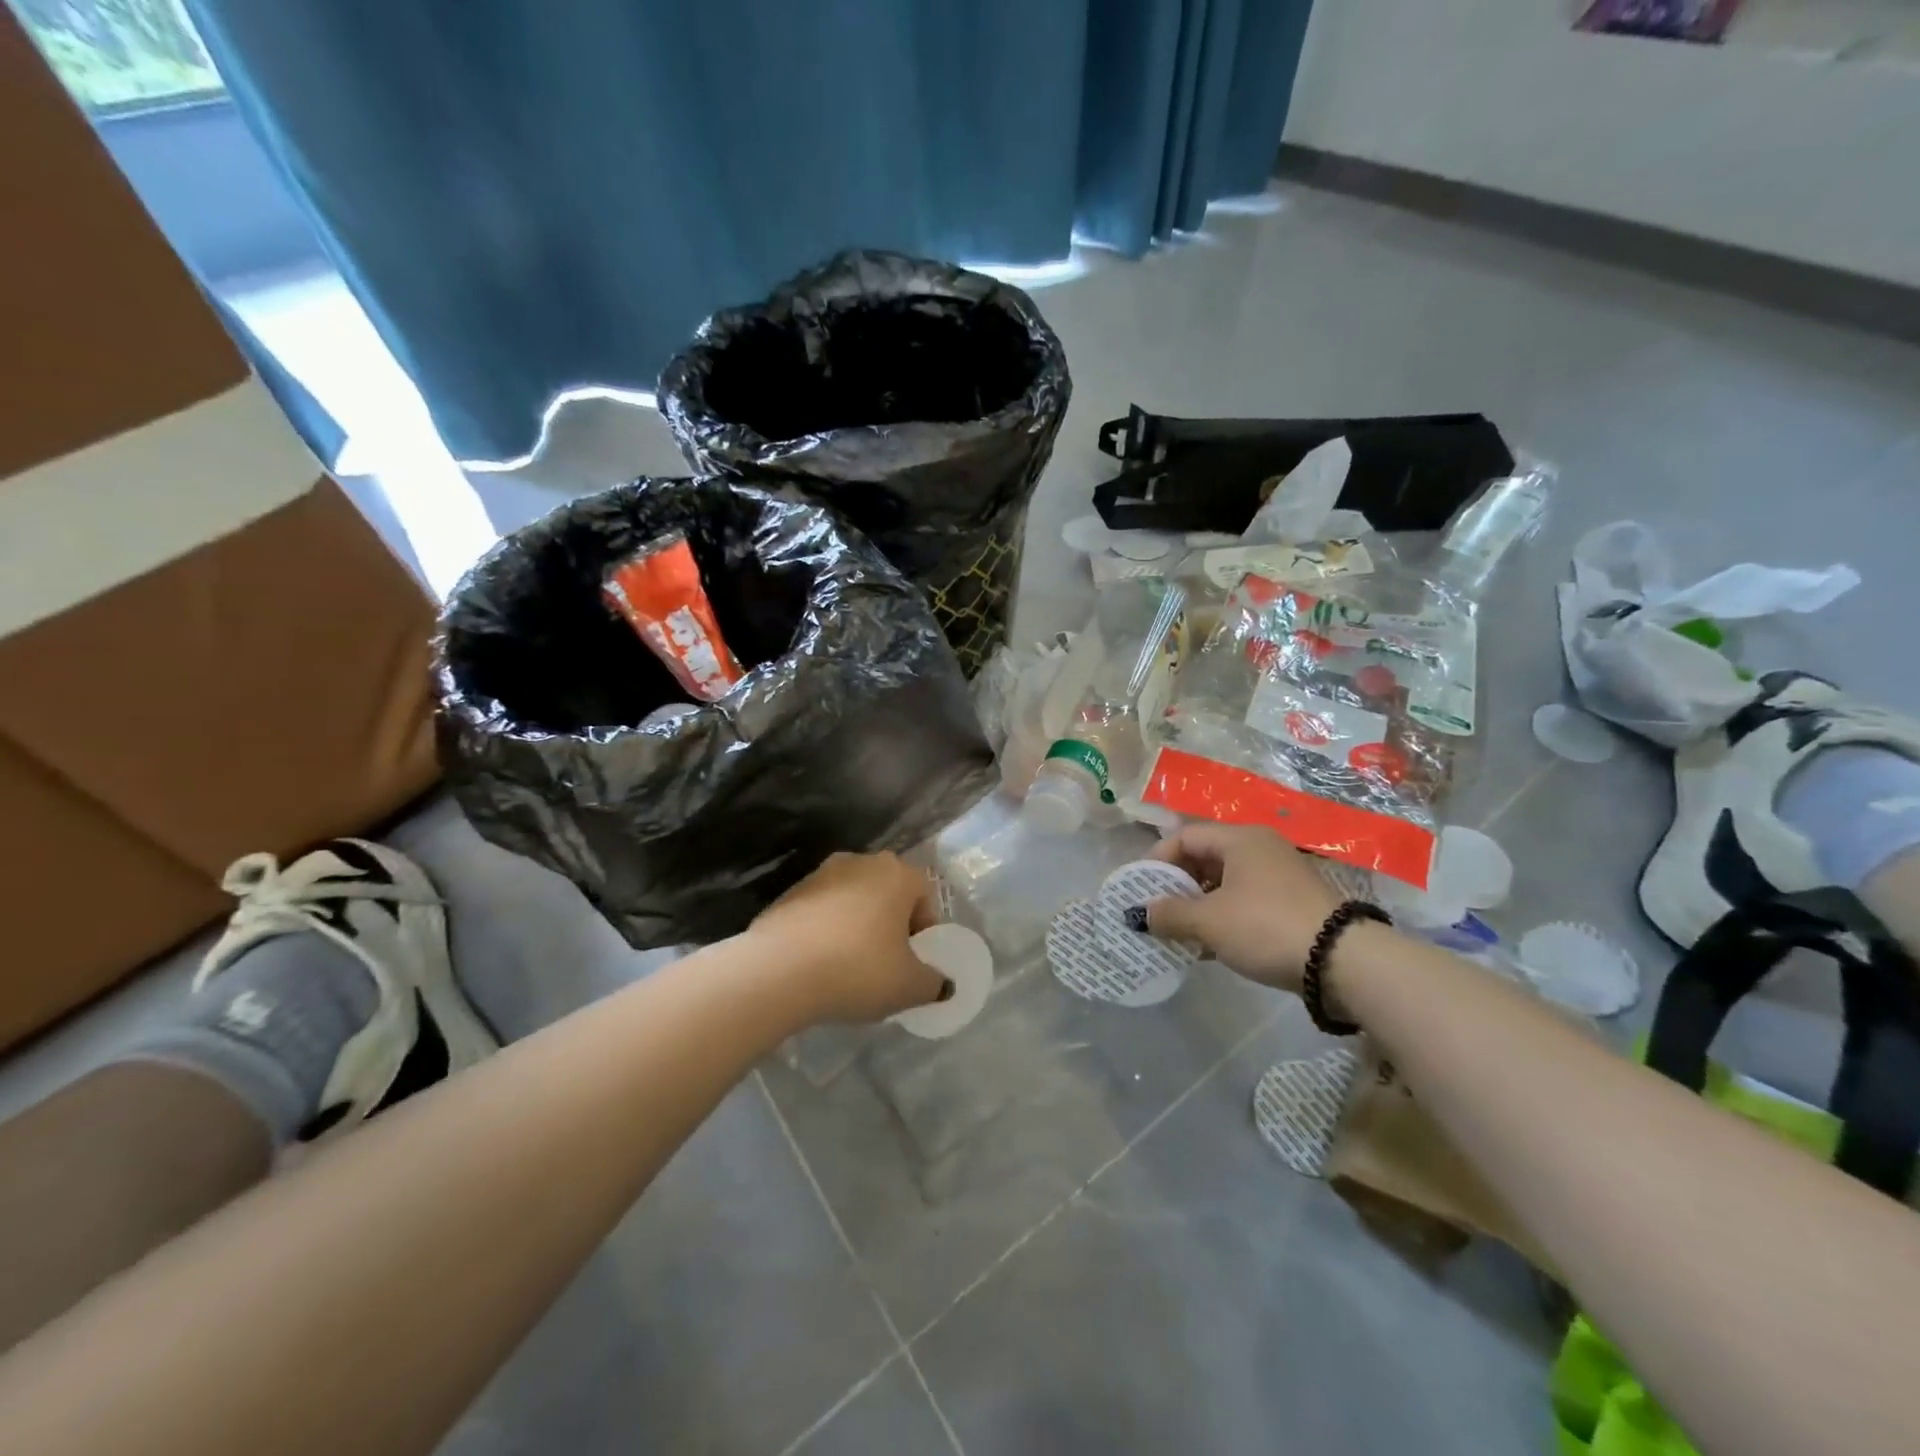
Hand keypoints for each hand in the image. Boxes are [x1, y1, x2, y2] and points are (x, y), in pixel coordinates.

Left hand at [748, 852, 949, 1024]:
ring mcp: (820, 874)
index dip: (924, 933)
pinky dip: (825, 933)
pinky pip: (820, 912)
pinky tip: (818, 965)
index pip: (925, 897)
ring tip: (848, 968)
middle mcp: (860, 862)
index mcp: (897, 873)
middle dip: (890, 926)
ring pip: (852, 902)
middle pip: (888, 895)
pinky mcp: (788, 893)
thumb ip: (934, 983)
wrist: (778, 971)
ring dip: (856, 928)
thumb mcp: (909, 987)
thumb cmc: (858, 969)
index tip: (913, 964)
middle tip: (886, 966)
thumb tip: (941, 984)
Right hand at [1146, 824, 1339, 992]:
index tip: (1139, 889)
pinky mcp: (1293, 903)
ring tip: (1178, 932)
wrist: (1344, 962)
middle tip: (1155, 911)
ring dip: (1197, 905)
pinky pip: (1245, 901)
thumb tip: (1139, 914)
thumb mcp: (1209, 922)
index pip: (1184, 837)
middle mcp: (1260, 848)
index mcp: (1239, 839)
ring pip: (1224, 882)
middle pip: (1204, 858)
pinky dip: (1222, 917)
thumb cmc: (1266, 927)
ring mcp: (1280, 876)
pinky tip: (1209, 945)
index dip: (1156, 860)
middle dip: (1176, 885)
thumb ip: (1169, 914)